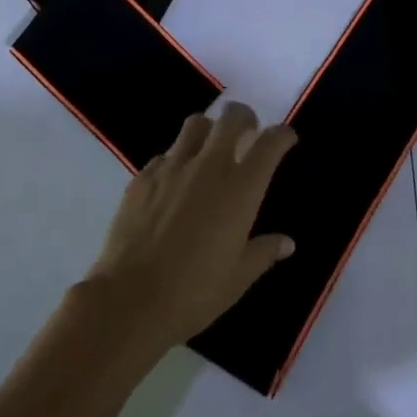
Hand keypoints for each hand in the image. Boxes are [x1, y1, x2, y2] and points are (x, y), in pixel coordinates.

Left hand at [84, 103, 296, 353]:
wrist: (129, 300)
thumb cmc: (193, 292)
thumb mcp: (238, 278)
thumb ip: (264, 253)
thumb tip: (287, 243)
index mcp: (240, 188)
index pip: (270, 143)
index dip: (282, 135)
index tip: (286, 139)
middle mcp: (209, 166)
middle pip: (232, 117)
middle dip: (245, 117)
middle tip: (248, 132)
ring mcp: (173, 167)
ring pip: (196, 124)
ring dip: (209, 130)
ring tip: (209, 149)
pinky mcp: (143, 176)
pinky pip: (165, 154)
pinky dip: (176, 159)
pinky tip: (174, 183)